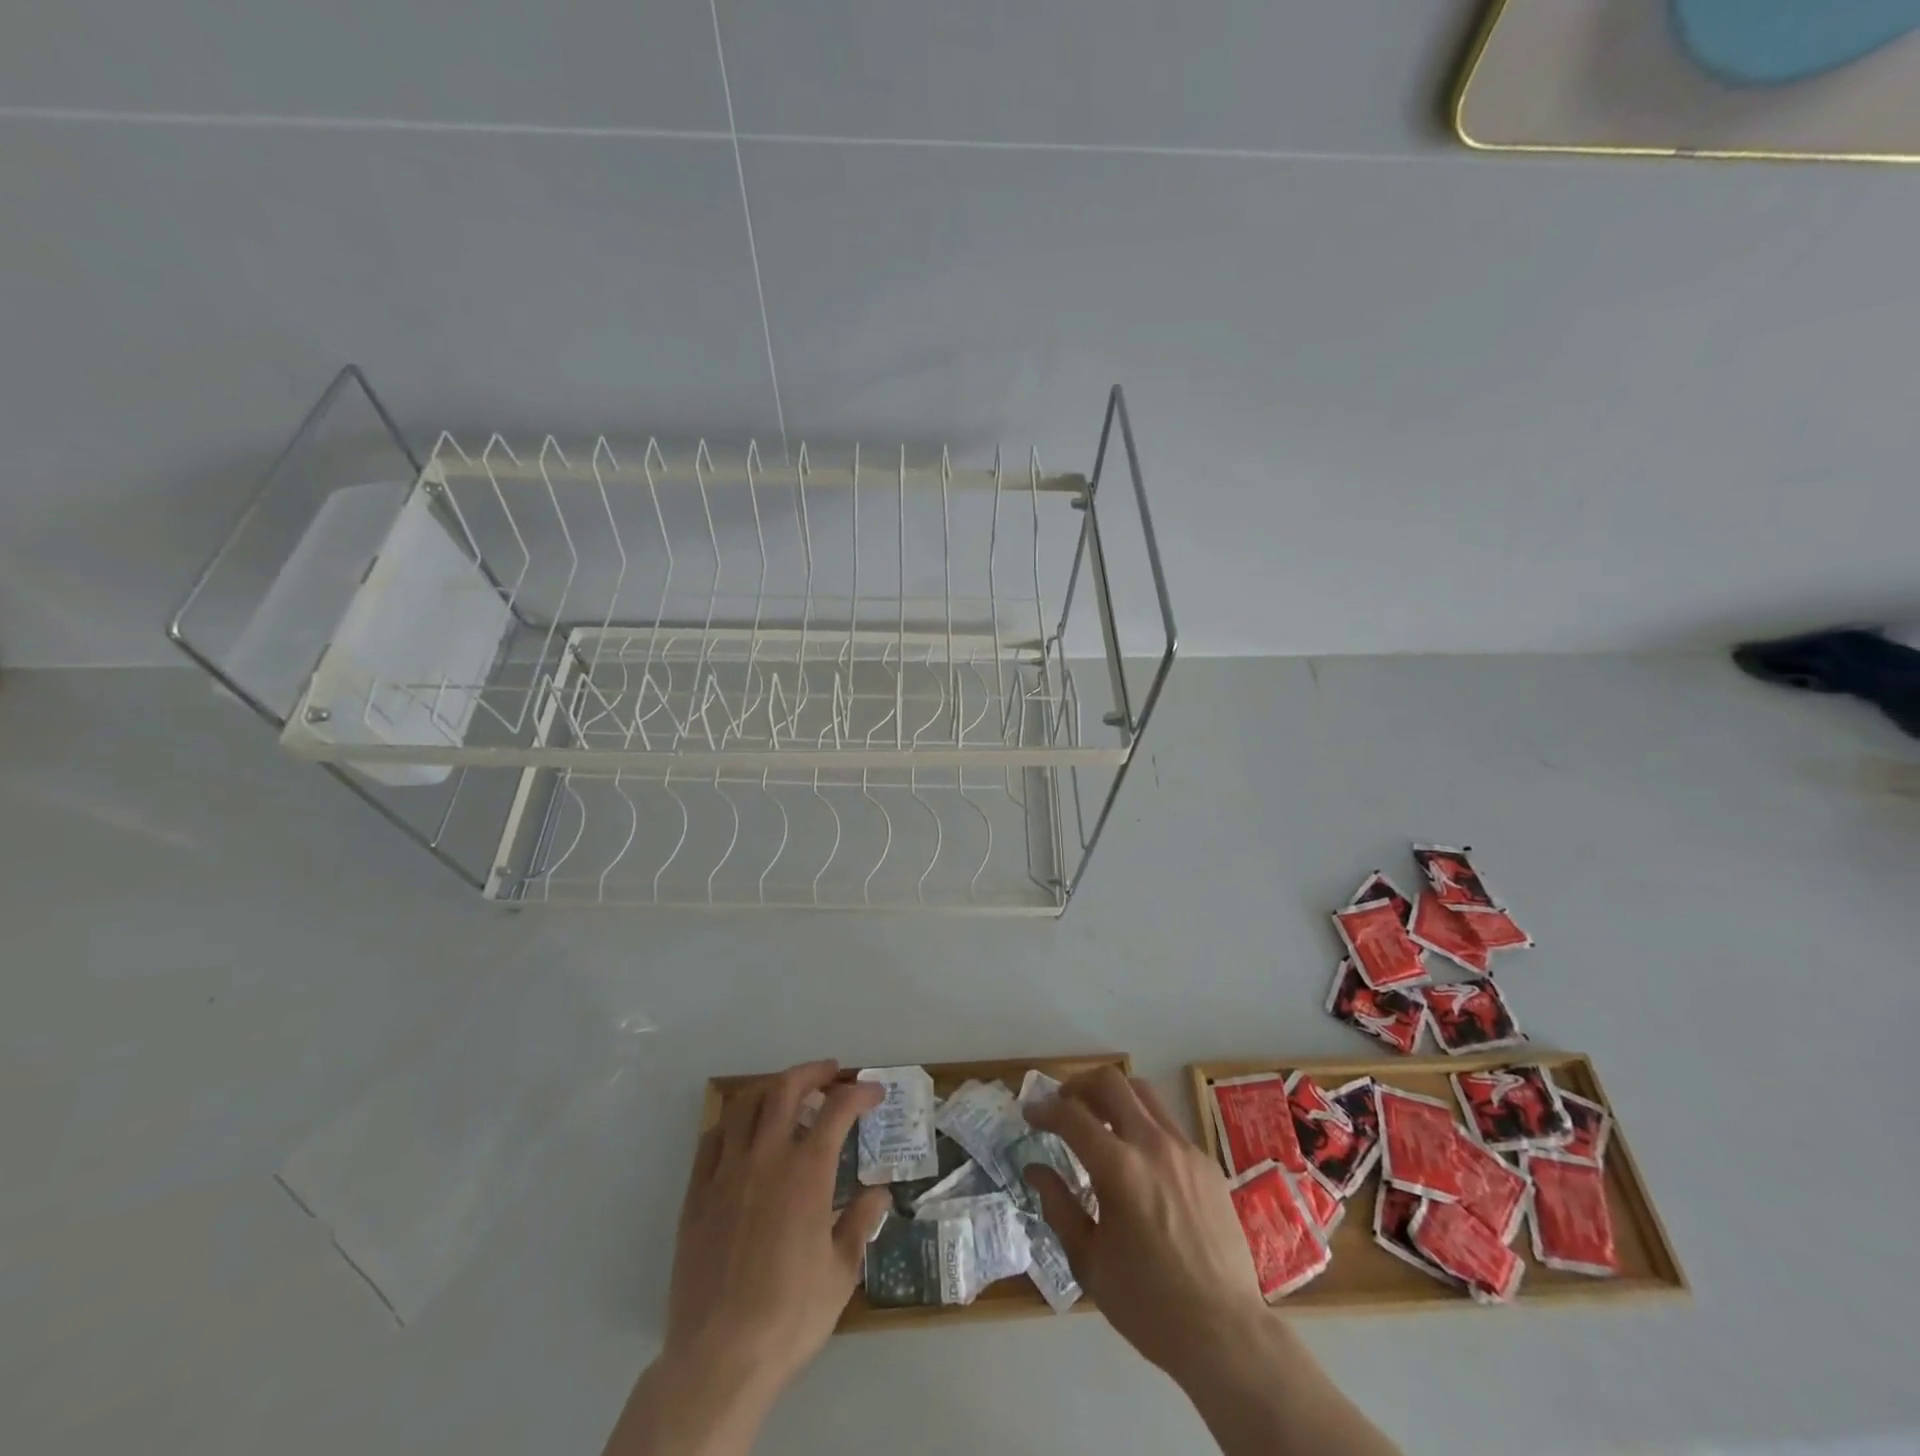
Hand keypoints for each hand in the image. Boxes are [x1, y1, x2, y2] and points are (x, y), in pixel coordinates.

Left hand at [665, 1060, 890, 1393]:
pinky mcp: (697, 1193)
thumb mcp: (841, 1273)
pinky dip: (733, 1120)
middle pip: (786, 1089)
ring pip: (745, 1104)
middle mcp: (767, 1158)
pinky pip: (713, 1138)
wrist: (719, 1358)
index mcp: (807, 1173)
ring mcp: (727, 1172)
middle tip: (831, 1072)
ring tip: (787, 1090)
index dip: (859, 1093)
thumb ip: (860, 1223)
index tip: (873, 1093)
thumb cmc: (789, 1316)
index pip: (837, 1110)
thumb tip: (879, 1193)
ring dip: (771, 1087)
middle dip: (813, 1072)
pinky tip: (742, 1130)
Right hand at [1024, 1067, 1268, 1383]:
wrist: (1225, 1334)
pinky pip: (1169, 1125)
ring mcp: (1185, 1150)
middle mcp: (1153, 1144)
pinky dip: (1144, 1125)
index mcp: (1119, 1169)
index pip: (1072, 1116)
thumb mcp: (1089, 1261)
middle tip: (1063, 1104)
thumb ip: (1059, 1206)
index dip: (1044, 1109)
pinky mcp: (1207, 1164)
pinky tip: (1138, 1160)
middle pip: (1111, 1082)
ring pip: (1144, 1094)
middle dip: (1079, 1084)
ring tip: (1099, 1120)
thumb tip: (1036, 1169)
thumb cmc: (1148, 1304)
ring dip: (1114, 1096)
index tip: (1030, 1114)